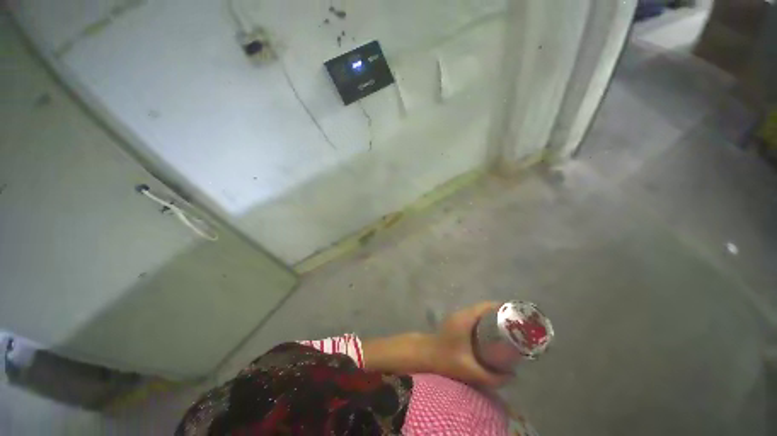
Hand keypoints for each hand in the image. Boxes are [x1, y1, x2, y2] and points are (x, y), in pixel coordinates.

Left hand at [426, 301, 510, 387]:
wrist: (425, 354)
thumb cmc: (446, 360)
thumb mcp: (470, 371)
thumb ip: (492, 377)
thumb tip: (512, 377)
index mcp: (465, 318)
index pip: (486, 306)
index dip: (502, 309)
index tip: (517, 316)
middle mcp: (462, 313)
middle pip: (484, 308)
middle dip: (500, 314)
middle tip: (517, 326)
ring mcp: (458, 316)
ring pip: (479, 312)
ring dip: (492, 317)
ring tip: (508, 329)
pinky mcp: (456, 321)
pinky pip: (474, 316)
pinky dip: (484, 321)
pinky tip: (492, 333)